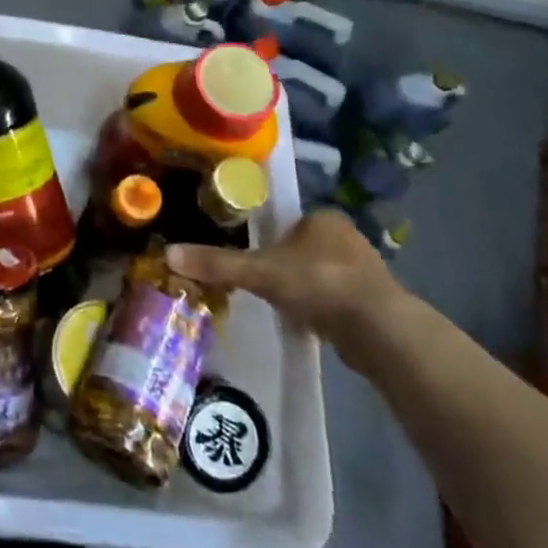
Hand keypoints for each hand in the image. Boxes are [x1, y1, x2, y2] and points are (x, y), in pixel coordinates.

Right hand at [167, 208, 407, 367]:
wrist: (379, 330)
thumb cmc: (317, 284)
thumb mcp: (258, 272)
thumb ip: (216, 263)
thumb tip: (168, 253)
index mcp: (322, 218)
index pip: (288, 222)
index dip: (269, 239)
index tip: (254, 259)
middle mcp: (348, 237)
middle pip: (305, 248)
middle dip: (287, 265)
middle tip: (264, 284)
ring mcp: (366, 270)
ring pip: (323, 274)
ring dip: (306, 288)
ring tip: (284, 305)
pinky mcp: (377, 302)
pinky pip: (339, 299)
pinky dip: (323, 308)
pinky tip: (311, 323)